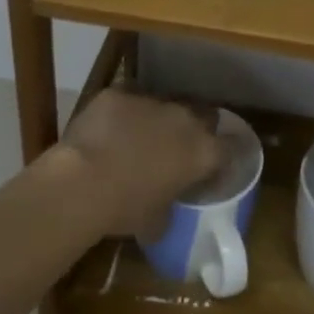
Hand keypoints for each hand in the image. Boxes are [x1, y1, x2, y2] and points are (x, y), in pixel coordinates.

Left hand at [56, 87, 221, 238]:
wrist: (82, 182)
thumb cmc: (126, 209)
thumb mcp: (158, 221)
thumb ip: (171, 205)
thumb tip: (166, 207)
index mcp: (203, 152)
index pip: (231, 147)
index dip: (224, 155)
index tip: (214, 166)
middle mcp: (185, 119)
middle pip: (203, 115)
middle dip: (194, 128)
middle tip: (177, 147)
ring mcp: (152, 101)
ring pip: (164, 104)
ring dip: (157, 119)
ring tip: (138, 137)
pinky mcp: (120, 93)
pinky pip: (128, 99)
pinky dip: (123, 112)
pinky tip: (109, 127)